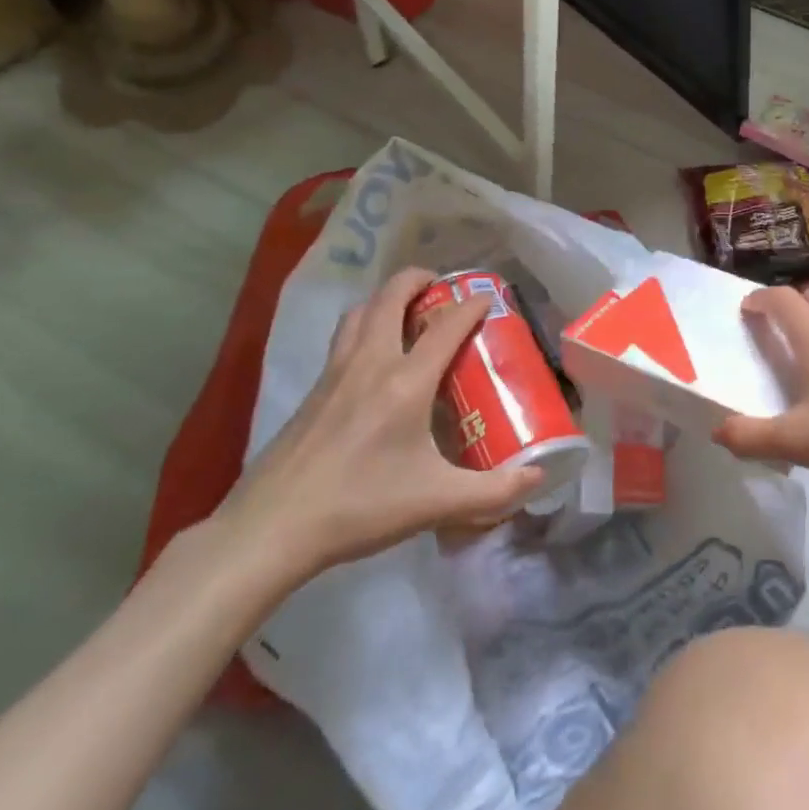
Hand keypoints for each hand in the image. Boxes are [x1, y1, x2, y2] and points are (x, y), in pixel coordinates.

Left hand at [215, 268, 544, 586]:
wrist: (270, 529)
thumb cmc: (359, 507)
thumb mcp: (436, 503)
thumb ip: (493, 492)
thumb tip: (538, 480)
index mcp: (405, 382)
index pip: (446, 326)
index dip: (472, 305)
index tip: (490, 298)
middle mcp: (369, 364)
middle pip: (391, 297)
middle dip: (418, 279)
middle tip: (441, 287)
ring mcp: (334, 374)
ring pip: (360, 312)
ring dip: (385, 299)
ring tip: (406, 312)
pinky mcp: (312, 391)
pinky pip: (342, 339)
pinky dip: (363, 327)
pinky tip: (372, 361)